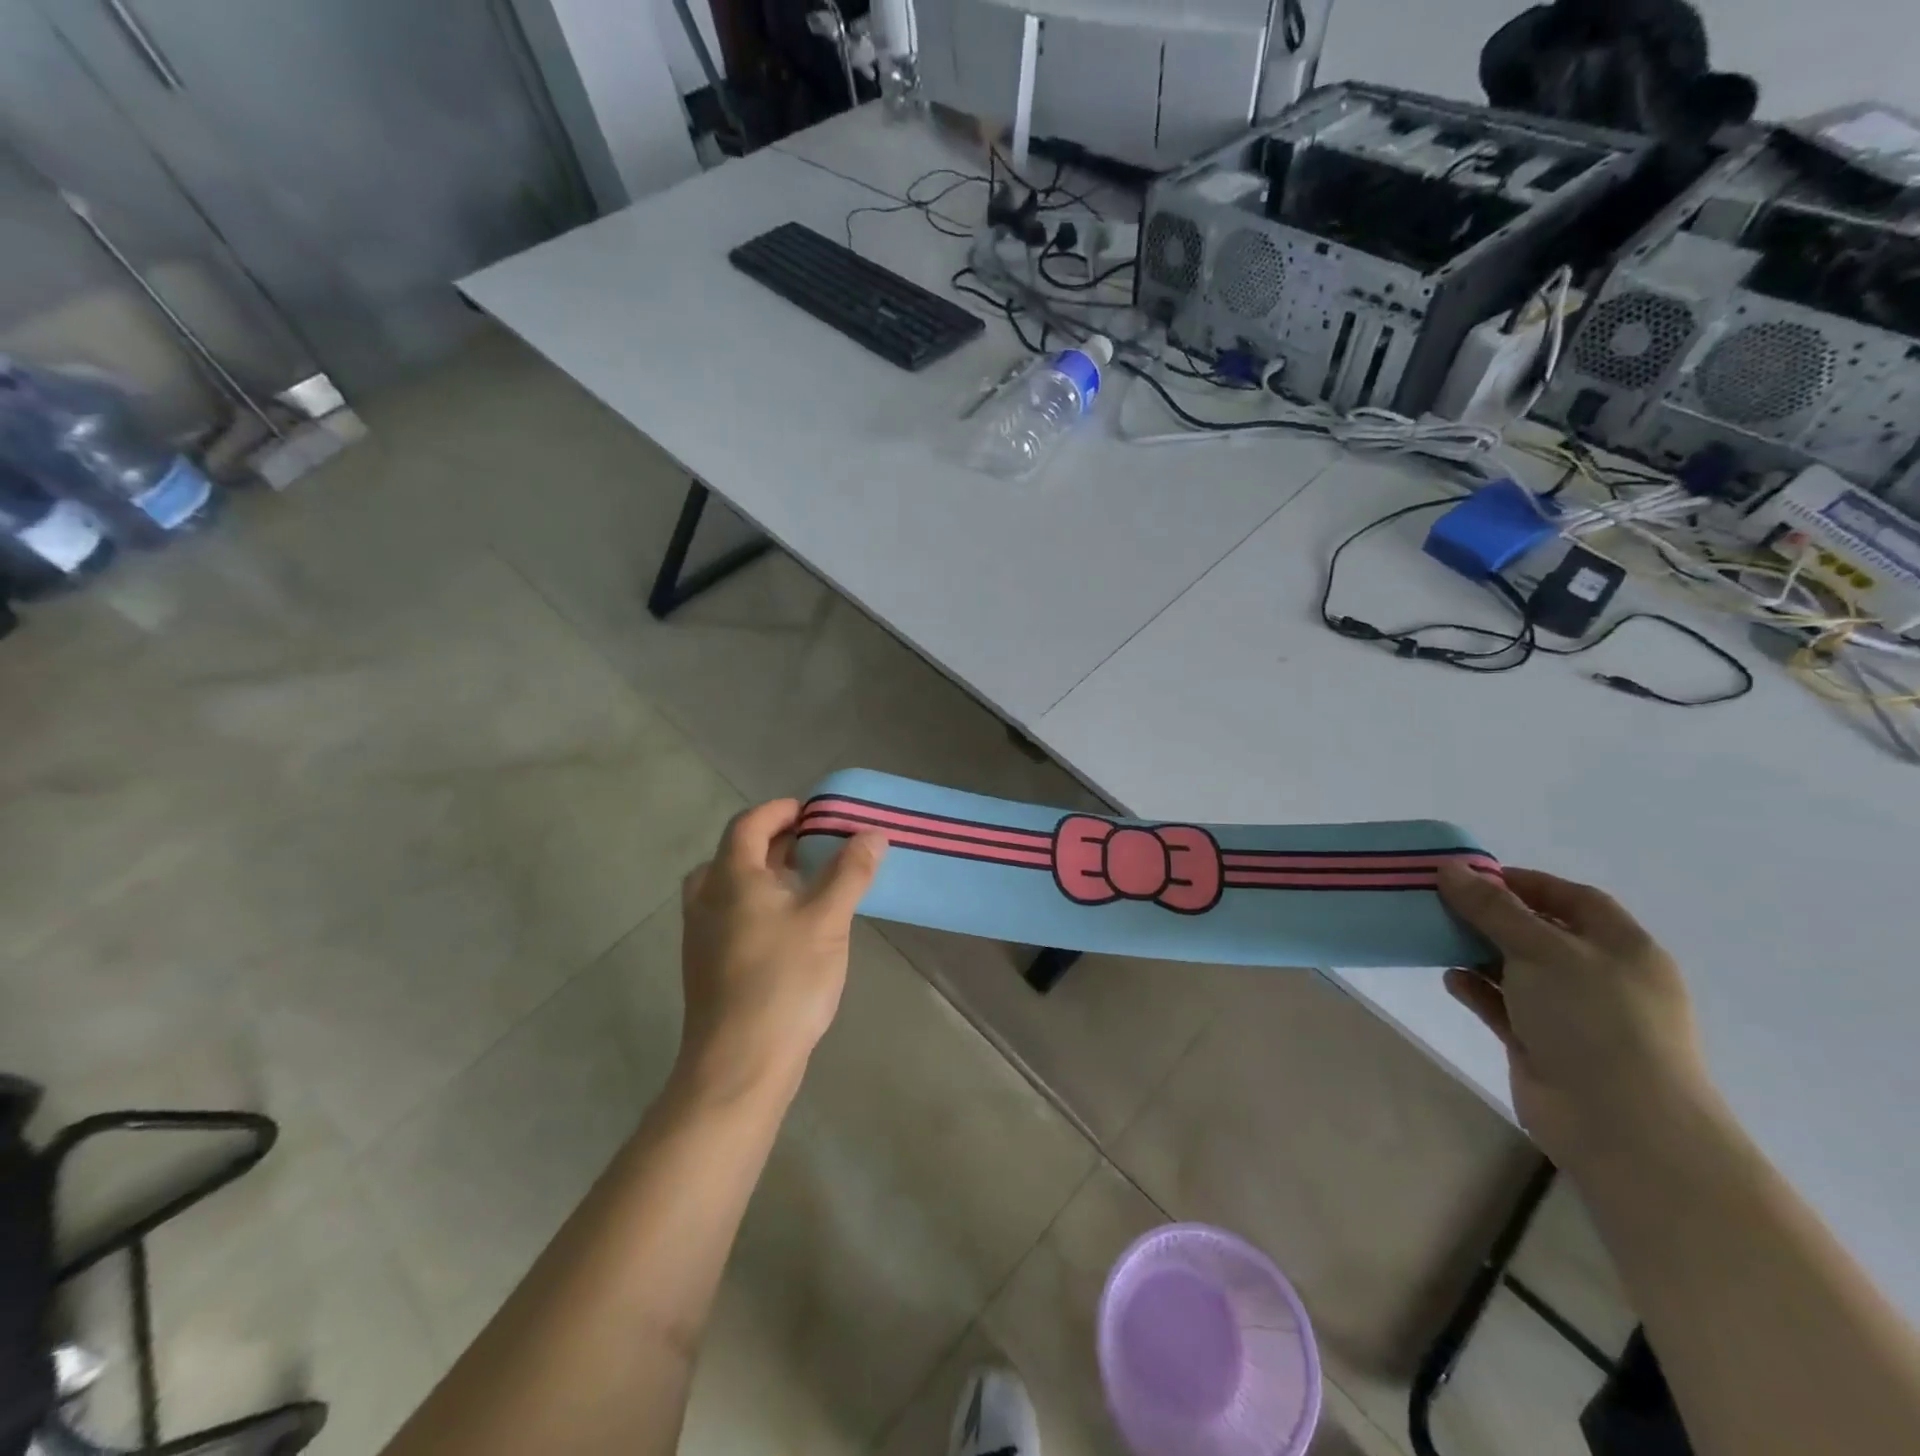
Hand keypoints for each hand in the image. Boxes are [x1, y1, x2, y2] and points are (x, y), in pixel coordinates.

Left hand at [676, 800, 885, 1101]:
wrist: (738, 1064)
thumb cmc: (784, 980)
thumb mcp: (827, 919)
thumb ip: (850, 871)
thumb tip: (872, 833)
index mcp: (730, 877)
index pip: (750, 823)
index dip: (781, 811)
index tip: (814, 812)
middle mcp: (707, 898)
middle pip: (736, 852)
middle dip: (776, 842)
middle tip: (815, 845)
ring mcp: (701, 934)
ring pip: (731, 886)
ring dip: (766, 874)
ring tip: (805, 882)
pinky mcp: (706, 964)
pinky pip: (730, 914)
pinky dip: (757, 903)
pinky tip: (789, 926)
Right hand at [1435, 862, 1714, 1169]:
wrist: (1623, 1127)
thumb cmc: (1595, 1021)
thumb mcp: (1542, 950)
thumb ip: (1493, 908)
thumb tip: (1450, 868)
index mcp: (1621, 948)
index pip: (1573, 899)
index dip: (1525, 882)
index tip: (1471, 875)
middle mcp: (1600, 977)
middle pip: (1539, 932)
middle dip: (1491, 916)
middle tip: (1440, 902)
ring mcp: (1572, 1014)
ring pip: (1517, 969)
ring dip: (1478, 952)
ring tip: (1434, 936)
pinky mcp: (1542, 1045)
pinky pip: (1503, 1005)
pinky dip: (1477, 989)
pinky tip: (1450, 979)